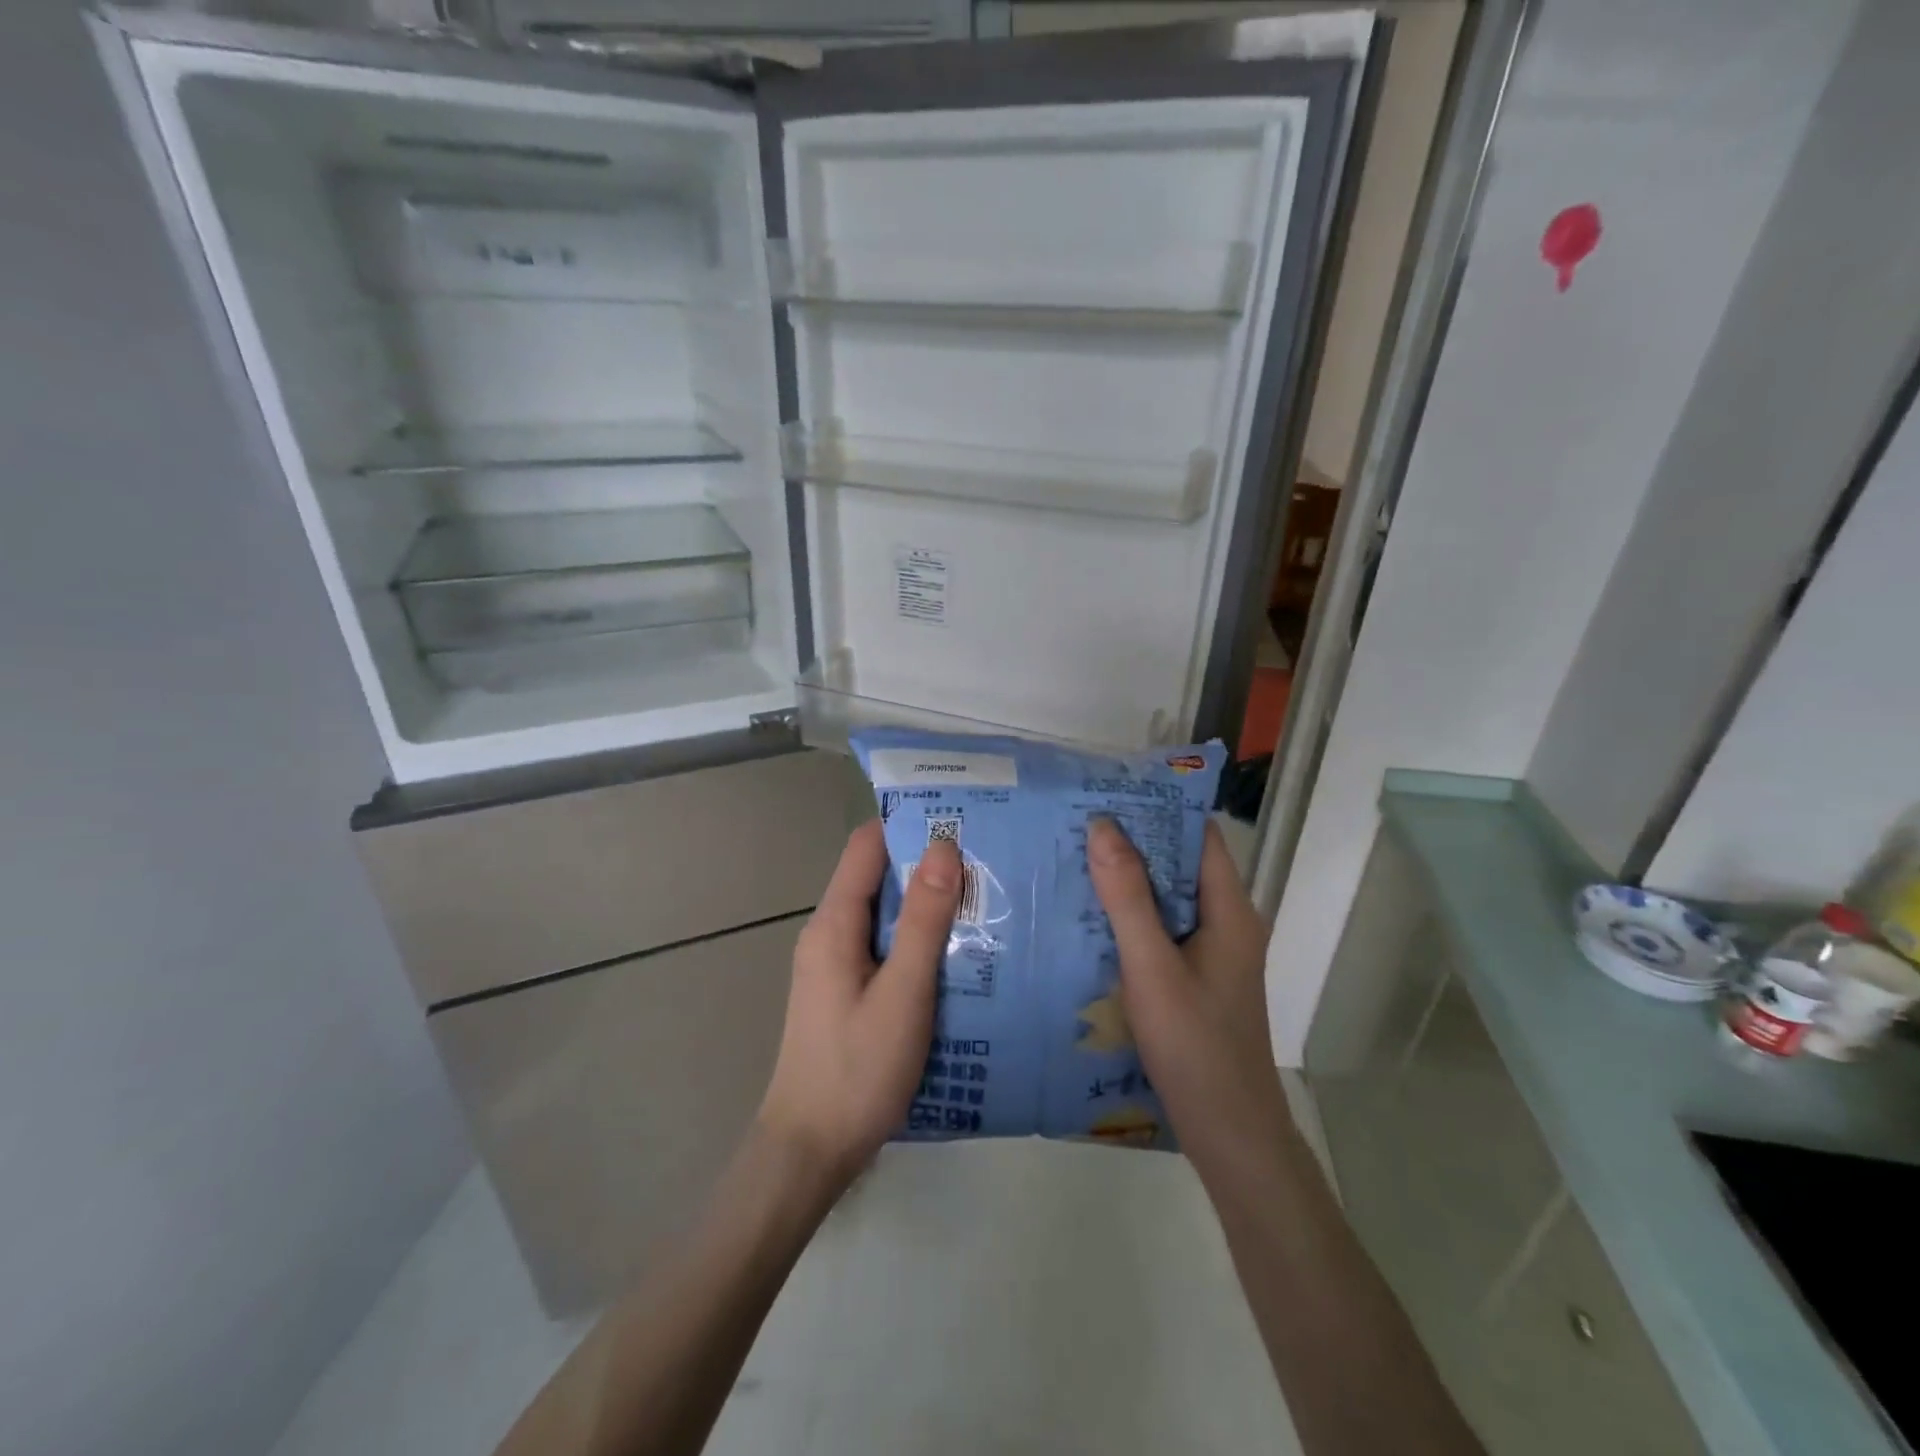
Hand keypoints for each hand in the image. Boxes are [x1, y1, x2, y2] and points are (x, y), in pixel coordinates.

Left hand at [757, 820, 960, 1190]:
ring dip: (928, 904)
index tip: (960, 815)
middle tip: (988, 858)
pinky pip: (885, 947)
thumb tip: (943, 847)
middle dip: (929, 864)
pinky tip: (959, 953)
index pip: (867, 846)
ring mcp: (836, 964)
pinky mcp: (847, 991)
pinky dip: (919, 939)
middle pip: (879, 877)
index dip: (909, 824)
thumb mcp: (903, 993)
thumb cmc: (857, 1069)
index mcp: (835, 923)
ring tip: (985, 899)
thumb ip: (924, 921)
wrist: (810, 1151)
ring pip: (886, 915)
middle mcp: (830, 933)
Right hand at [1086, 817, 1293, 1183]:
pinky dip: (1130, 916)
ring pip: (1168, 898)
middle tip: (1076, 824)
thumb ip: (1127, 898)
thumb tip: (1103, 826)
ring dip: (1127, 880)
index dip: (1158, 808)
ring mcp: (1213, 952)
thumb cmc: (1195, 1046)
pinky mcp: (1197, 978)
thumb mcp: (1152, 967)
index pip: (1198, 835)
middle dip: (1133, 842)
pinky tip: (1088, 919)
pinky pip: (1162, 929)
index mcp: (1230, 909)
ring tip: (1073, 860)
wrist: (1230, 1134)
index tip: (1108, 792)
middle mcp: (1227, 922)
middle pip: (1180, 864)